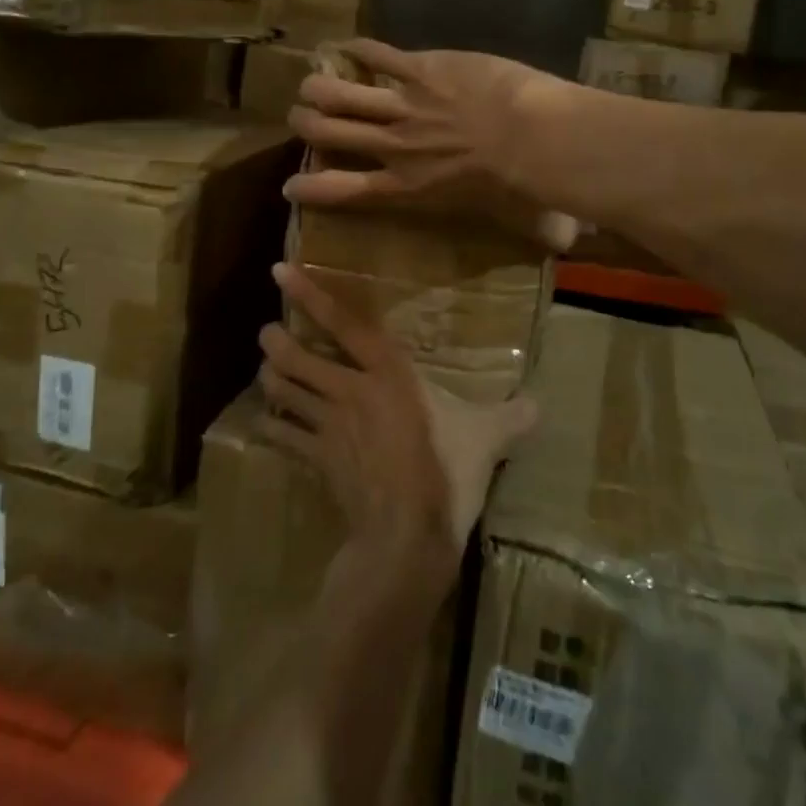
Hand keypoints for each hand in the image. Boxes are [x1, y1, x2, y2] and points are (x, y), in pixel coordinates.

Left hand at [256, 263, 538, 569]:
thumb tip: (540, 406)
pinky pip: (284, 437)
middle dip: (276, 342)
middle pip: (299, 358)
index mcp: (389, 374)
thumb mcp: (486, 439)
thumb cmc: (447, 473)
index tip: (280, 271)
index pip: (346, 325)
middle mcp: (350, 391)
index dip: (312, 296)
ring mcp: (328, 427)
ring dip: (271, 379)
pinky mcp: (317, 460)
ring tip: (265, 370)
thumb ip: (511, 417)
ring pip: (286, 392)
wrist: (407, 535)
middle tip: (266, 333)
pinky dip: (273, 427)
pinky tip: (267, 424)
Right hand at [285, 40, 578, 252]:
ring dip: (319, 87)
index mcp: (406, 187)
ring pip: (341, 93)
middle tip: (299, 118)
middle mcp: (393, 147)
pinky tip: (348, 45)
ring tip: (309, 84)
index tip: (290, 185)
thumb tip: (564, 244)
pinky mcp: (421, 69)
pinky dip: (360, 50)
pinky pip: (378, 55)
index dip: (309, 187)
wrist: (532, 139)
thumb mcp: (515, 216)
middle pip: (330, 133)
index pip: (342, 191)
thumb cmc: (523, 185)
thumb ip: (526, 227)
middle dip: (305, 125)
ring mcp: (404, 105)